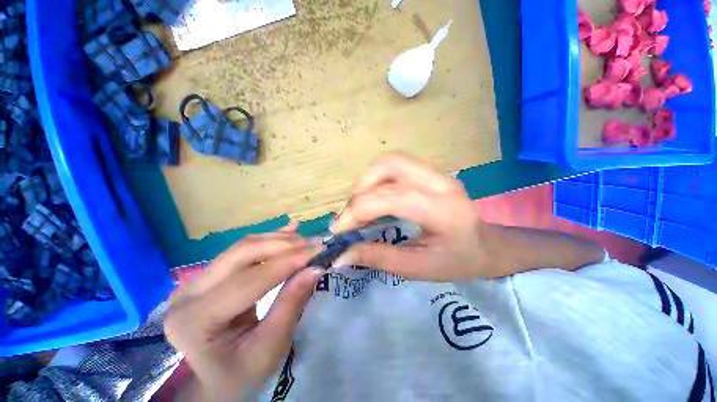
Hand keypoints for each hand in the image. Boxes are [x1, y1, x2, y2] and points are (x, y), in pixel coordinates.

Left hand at [164, 223, 322, 400]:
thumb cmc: (242, 375)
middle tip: (315, 244)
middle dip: (285, 245)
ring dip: (280, 239)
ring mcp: (197, 280)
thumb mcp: (270, 347)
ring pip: (245, 246)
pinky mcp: (210, 275)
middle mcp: (189, 293)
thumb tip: (316, 269)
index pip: (250, 279)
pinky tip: (290, 229)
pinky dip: (271, 238)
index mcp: (196, 320)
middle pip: (243, 253)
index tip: (319, 250)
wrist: (217, 380)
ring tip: (307, 240)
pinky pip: (244, 249)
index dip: (288, 261)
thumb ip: (291, 304)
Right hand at [331, 153, 490, 280]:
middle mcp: (439, 182)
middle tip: (351, 215)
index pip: (392, 197)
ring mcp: (435, 173)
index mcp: (442, 210)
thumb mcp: (417, 268)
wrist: (486, 245)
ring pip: (390, 162)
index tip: (339, 229)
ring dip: (366, 182)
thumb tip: (341, 256)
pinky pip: (394, 167)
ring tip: (360, 207)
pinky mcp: (428, 172)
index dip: (358, 210)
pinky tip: (374, 199)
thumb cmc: (456, 261)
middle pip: (389, 165)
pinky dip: (376, 180)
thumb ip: (378, 258)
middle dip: (360, 189)